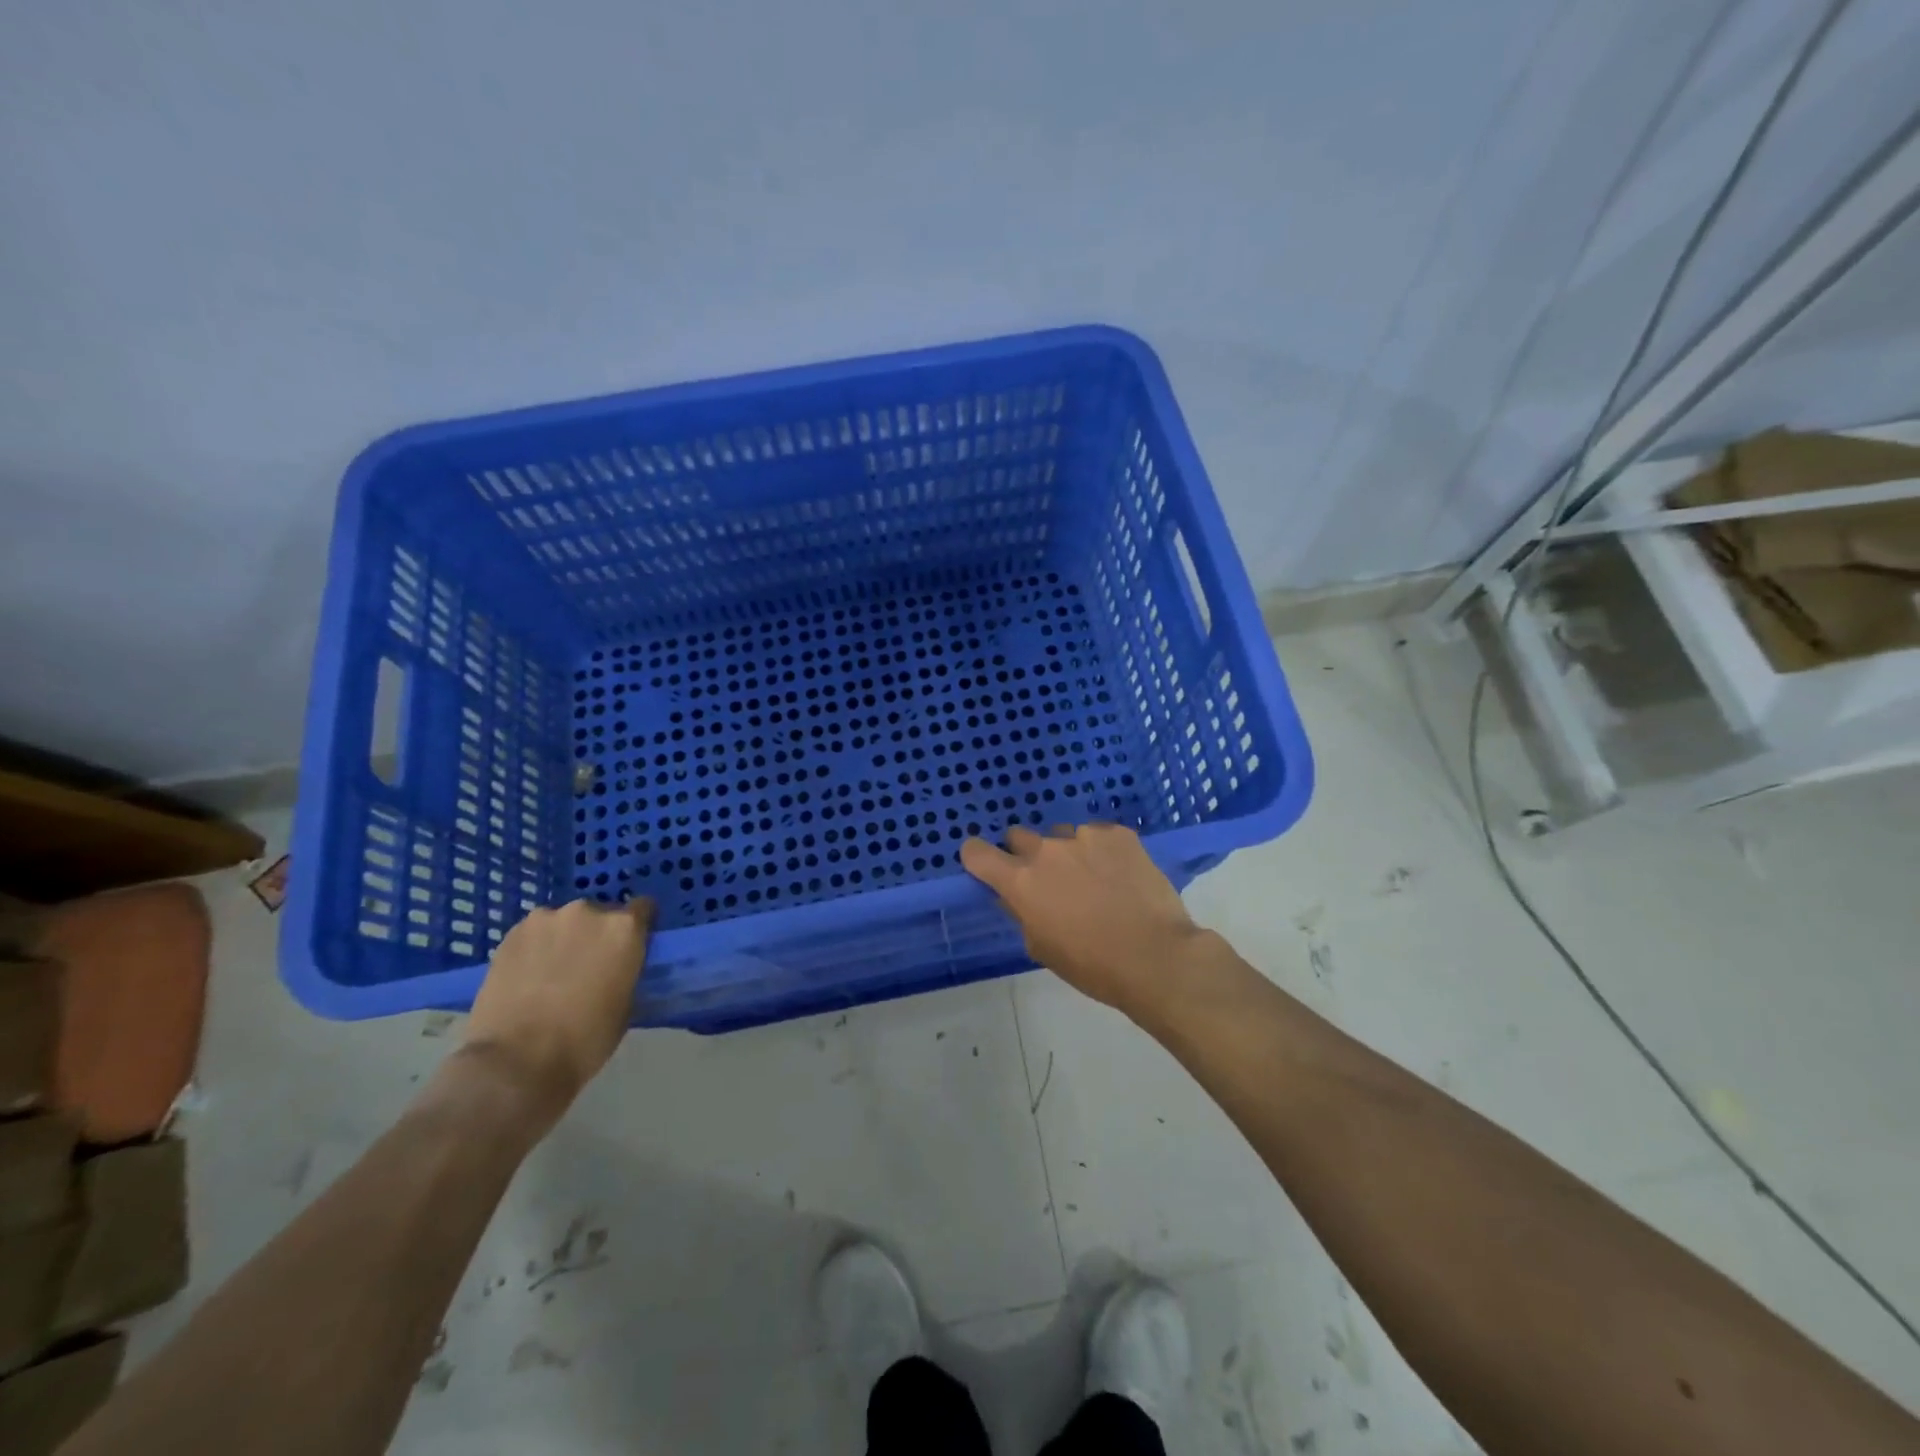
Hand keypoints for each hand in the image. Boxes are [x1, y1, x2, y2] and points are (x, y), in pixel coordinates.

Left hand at [461, 898, 653, 1126]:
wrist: (516, 1061)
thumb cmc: (585, 1039)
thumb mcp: (626, 1004)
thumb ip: (625, 971)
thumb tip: (616, 966)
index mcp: (623, 928)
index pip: (643, 908)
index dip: (638, 928)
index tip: (631, 949)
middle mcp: (587, 912)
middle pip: (600, 915)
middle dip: (597, 935)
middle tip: (589, 967)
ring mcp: (545, 920)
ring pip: (563, 924)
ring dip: (564, 940)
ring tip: (552, 974)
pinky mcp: (510, 935)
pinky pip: (534, 934)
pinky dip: (536, 949)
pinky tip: (527, 978)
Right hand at [961, 824, 1201, 1015]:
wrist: (1156, 956)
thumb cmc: (1092, 965)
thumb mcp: (1042, 948)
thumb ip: (1021, 913)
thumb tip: (1015, 896)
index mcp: (1021, 882)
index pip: (977, 853)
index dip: (977, 858)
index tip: (987, 868)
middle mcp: (1046, 850)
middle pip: (1018, 836)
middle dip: (1025, 855)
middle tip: (1048, 881)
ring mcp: (1084, 836)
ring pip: (1062, 835)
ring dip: (1067, 853)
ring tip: (1094, 880)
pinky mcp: (1118, 834)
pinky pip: (1097, 835)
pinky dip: (1101, 851)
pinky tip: (1120, 876)